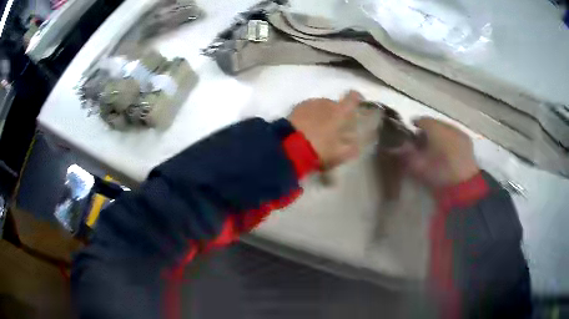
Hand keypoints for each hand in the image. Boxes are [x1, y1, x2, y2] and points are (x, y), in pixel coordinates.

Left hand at [288, 91, 361, 168]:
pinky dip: (308, 117)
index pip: (352, 98)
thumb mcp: (339, 155)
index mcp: (340, 111)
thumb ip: (350, 149)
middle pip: (334, 104)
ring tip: (317, 131)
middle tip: (333, 130)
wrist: (289, 147)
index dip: (356, 98)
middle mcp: (326, 103)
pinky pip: (307, 110)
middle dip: (335, 114)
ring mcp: (309, 104)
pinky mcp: (295, 108)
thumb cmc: (319, 149)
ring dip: (321, 115)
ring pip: (319, 107)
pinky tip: (305, 129)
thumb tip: (355, 145)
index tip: (358, 102)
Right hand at [398, 117, 479, 187]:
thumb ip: (407, 154)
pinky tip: (447, 152)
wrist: (464, 184)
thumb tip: (397, 146)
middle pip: (434, 123)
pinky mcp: (467, 141)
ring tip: (434, 148)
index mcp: (434, 128)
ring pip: (445, 128)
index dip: (414, 125)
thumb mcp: (418, 167)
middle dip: (427, 130)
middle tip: (421, 142)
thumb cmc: (439, 173)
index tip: (409, 133)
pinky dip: (449, 140)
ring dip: (439, 135)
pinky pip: (454, 135)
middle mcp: (447, 124)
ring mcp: (459, 132)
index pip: (421, 120)